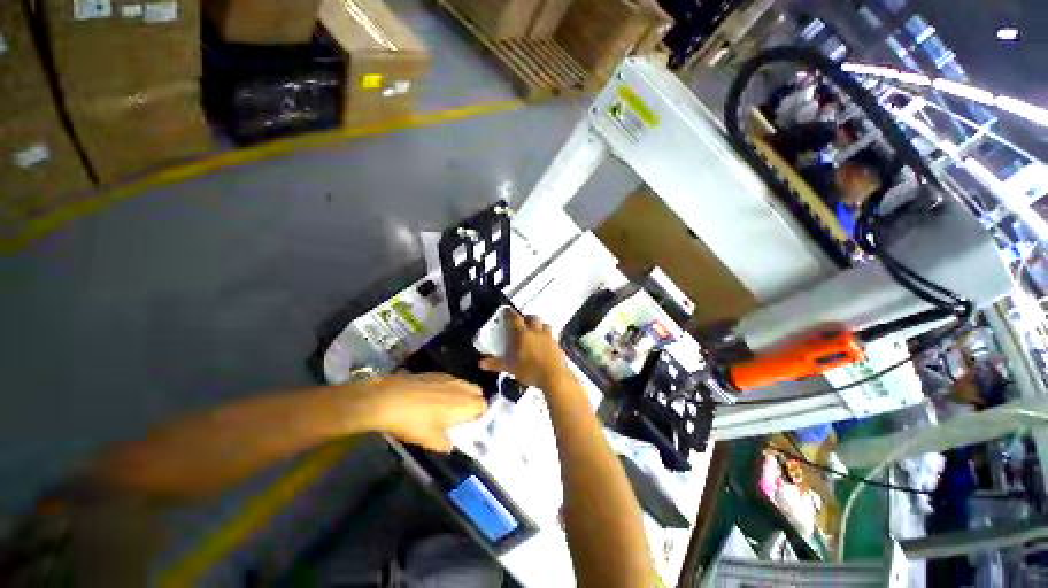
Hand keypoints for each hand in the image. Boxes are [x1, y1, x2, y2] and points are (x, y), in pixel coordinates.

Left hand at [351, 373, 487, 452]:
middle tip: (461, 416)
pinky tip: (433, 398)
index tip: (469, 425)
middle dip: (474, 402)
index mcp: (465, 404)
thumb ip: (446, 444)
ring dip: (462, 394)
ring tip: (447, 408)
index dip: (480, 416)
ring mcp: (448, 378)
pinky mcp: (435, 373)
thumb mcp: (430, 441)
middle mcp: (461, 387)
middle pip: (478, 392)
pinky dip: (449, 388)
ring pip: (464, 384)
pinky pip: (451, 380)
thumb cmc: (413, 422)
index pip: (484, 406)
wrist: (388, 399)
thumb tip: (451, 443)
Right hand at [478, 313, 568, 389]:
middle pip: (533, 318)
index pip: (516, 320)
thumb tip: (481, 363)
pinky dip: (548, 336)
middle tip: (523, 321)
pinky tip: (546, 343)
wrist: (554, 377)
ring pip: (545, 324)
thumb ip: (496, 364)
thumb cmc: (530, 371)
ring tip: (536, 330)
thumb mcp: (511, 369)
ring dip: (540, 325)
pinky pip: (553, 335)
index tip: (507, 311)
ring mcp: (549, 338)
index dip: (511, 314)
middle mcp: (537, 332)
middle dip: (527, 318)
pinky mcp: (557, 345)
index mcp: (524, 335)